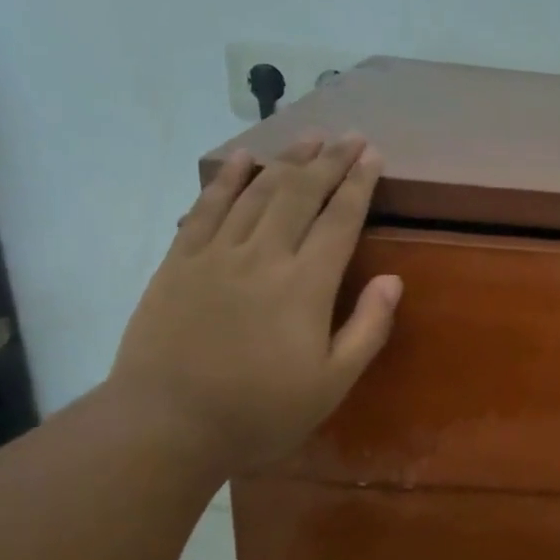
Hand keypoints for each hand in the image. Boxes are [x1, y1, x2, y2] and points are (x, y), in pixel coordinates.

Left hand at [108, 135, 400, 477]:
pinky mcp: (179, 262)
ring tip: (309, 137)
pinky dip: (226, 180)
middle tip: (349, 136)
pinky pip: (206, 208)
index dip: (359, 185)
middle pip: (301, 195)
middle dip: (329, 161)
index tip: (373, 156)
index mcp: (306, 286)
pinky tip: (241, 159)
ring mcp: (216, 254)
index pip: (340, 220)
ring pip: (257, 193)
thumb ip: (367, 329)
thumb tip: (392, 280)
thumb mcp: (332, 383)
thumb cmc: (261, 411)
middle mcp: (263, 256)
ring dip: (286, 161)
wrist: (167, 424)